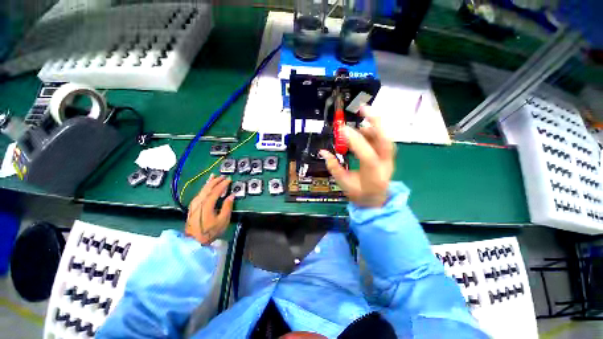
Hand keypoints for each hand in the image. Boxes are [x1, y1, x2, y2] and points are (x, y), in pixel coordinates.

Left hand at [185, 174, 233, 244]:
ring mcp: (194, 204)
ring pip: (202, 190)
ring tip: (213, 176)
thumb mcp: (222, 221)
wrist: (193, 241)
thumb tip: (231, 196)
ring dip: (208, 182)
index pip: (216, 191)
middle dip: (215, 181)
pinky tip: (206, 187)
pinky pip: (199, 193)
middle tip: (223, 176)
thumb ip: (227, 207)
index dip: (223, 184)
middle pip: (207, 188)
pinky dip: (204, 188)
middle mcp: (199, 202)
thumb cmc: (210, 232)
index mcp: (207, 204)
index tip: (229, 180)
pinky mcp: (192, 207)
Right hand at [320, 105, 394, 207]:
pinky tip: (365, 128)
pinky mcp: (388, 156)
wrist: (376, 200)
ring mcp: (389, 160)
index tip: (341, 130)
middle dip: (376, 122)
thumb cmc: (359, 194)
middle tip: (364, 108)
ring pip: (386, 138)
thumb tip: (323, 152)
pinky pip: (383, 140)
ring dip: (375, 125)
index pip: (366, 154)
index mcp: (373, 175)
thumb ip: (334, 167)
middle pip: (385, 141)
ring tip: (363, 116)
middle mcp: (385, 165)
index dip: (354, 141)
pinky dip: (374, 131)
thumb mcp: (344, 183)